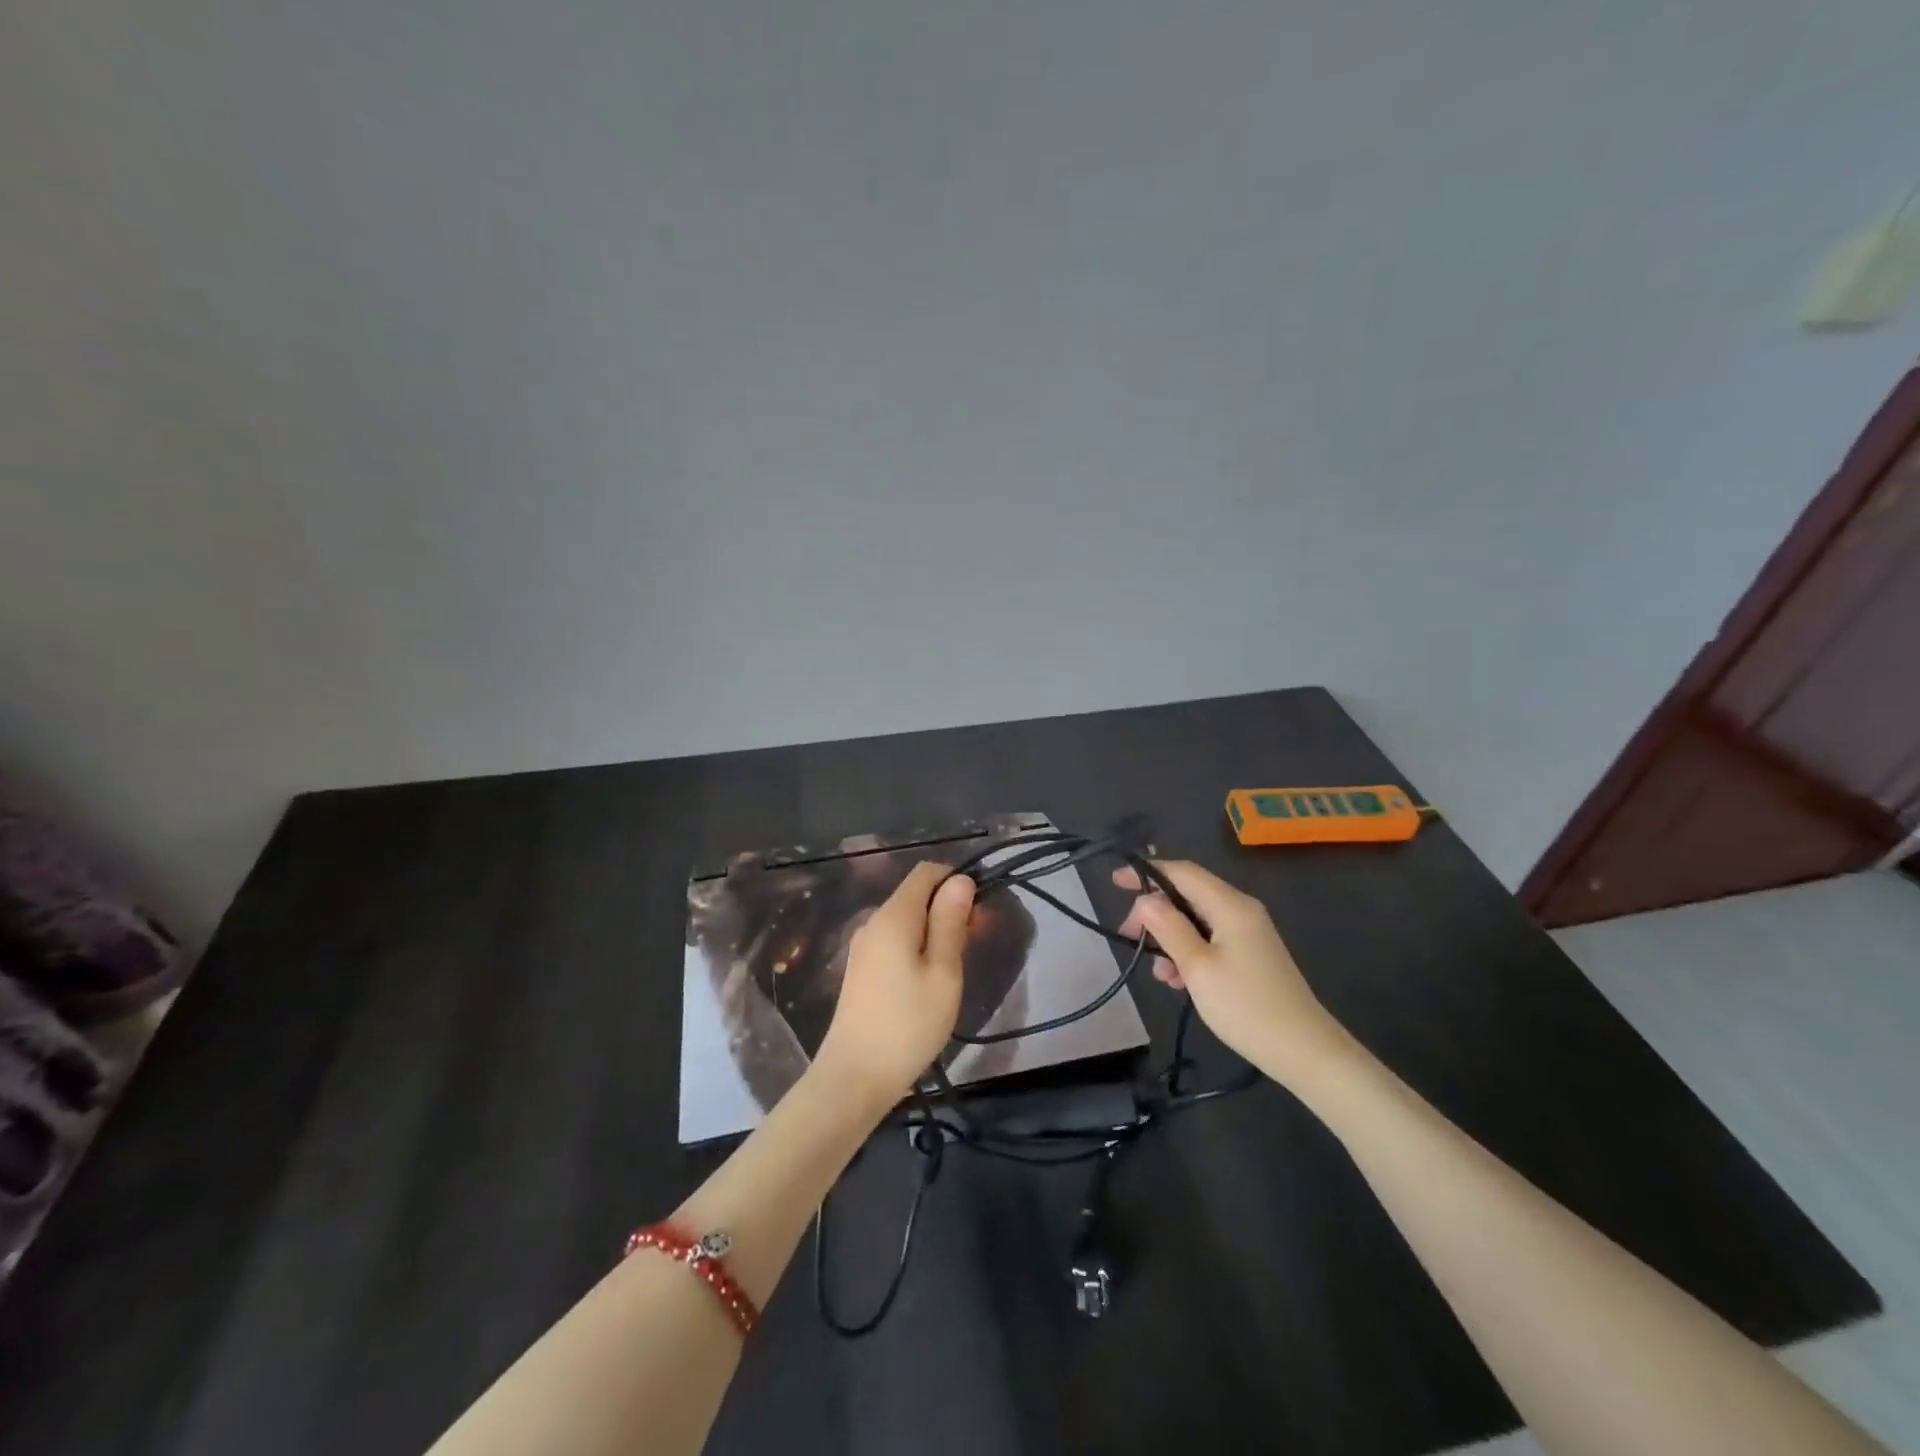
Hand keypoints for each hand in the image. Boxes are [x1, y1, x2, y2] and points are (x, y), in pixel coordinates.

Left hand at [815, 861, 974, 1103]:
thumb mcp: (943, 972)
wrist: (854, 1078)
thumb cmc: (908, 1025)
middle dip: (947, 908)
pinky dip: (917, 947)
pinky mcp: (861, 969)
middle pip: (915, 895)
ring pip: (906, 920)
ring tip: (955, 967)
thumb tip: (960, 880)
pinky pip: (894, 941)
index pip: (925, 872)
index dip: (955, 880)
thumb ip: (950, 922)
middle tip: (974, 944)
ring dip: (934, 930)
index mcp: (894, 916)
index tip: (978, 911)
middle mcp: (874, 922)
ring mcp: (863, 946)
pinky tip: (929, 980)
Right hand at [1115, 860, 1351, 1086]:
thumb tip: (1145, 900)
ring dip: (1170, 937)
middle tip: (1128, 936)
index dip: (1147, 872)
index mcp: (1230, 905)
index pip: (1182, 872)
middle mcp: (1241, 910)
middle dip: (1155, 912)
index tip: (1115, 882)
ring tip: (1156, 971)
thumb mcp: (1197, 967)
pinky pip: (1210, 938)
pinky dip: (1188, 951)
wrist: (1304, 1050)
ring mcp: (1248, 932)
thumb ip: (1169, 928)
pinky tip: (1177, 980)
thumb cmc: (1245, 1006)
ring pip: (1196, 919)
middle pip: (1188, 894)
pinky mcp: (1250, 954)